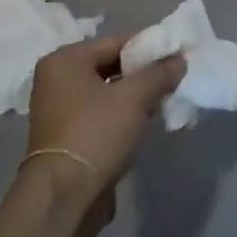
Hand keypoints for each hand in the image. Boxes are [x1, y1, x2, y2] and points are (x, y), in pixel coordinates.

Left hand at [17, 35, 184, 236]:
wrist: (65, 195)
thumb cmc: (96, 133)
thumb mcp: (134, 98)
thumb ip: (158, 73)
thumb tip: (179, 59)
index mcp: (65, 61)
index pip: (115, 42)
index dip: (148, 47)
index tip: (177, 55)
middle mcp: (57, 80)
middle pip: (110, 66)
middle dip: (142, 73)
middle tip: (174, 79)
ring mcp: (59, 109)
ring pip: (107, 92)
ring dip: (135, 96)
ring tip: (164, 100)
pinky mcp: (68, 135)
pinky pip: (101, 114)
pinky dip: (122, 114)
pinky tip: (145, 121)